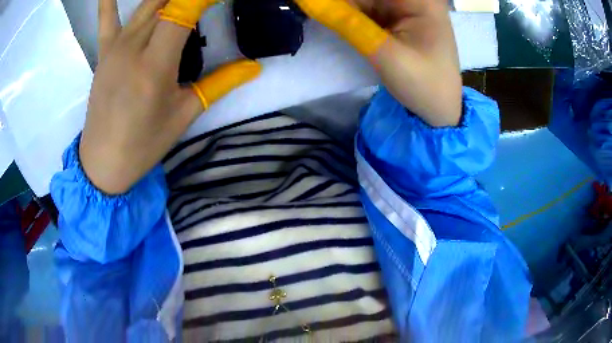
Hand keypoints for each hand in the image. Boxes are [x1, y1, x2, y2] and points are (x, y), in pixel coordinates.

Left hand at [80, 0, 260, 194]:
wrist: (102, 162)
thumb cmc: (144, 143)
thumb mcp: (184, 115)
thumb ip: (219, 83)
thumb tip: (254, 67)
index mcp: (155, 64)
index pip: (184, 10)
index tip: (220, 1)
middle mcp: (133, 47)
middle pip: (165, 1)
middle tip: (203, 5)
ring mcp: (115, 47)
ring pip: (145, 3)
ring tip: (179, 2)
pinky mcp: (103, 52)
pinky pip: (105, 18)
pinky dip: (109, 1)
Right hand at [294, 0, 461, 126]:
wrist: (439, 111)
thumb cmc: (425, 85)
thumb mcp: (387, 55)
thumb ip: (349, 25)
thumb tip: (311, 2)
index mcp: (421, 1)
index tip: (318, 4)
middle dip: (344, 4)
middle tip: (315, 9)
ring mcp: (404, 8)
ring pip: (364, 0)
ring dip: (343, 8)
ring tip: (321, 13)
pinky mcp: (395, 19)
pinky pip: (365, 9)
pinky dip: (348, 15)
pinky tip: (334, 19)